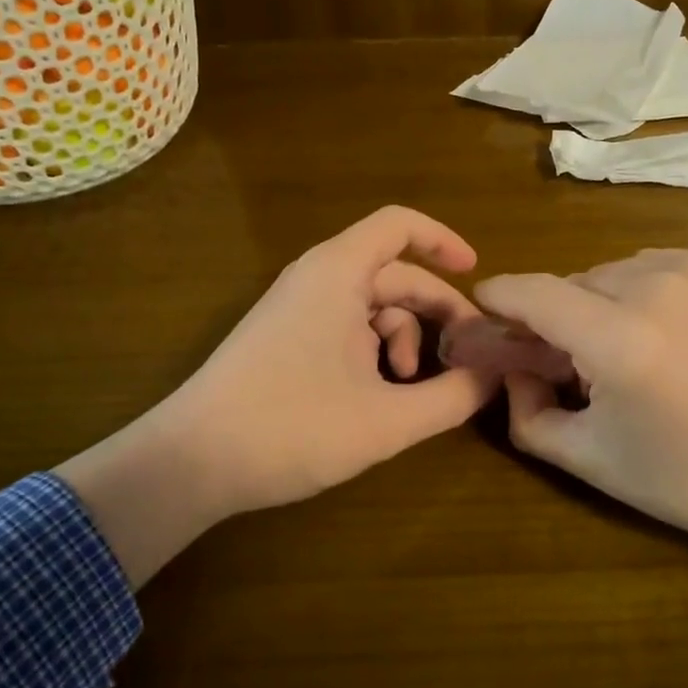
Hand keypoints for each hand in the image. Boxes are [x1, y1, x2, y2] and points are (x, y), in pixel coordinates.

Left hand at [60, 207, 499, 584]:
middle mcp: (317, 278)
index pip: (400, 225)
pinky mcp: (285, 337)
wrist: (191, 462)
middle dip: (436, 311)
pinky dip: (373, 352)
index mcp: (339, 273)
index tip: (477, 274)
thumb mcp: (387, 420)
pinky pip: (346, 326)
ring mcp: (297, 308)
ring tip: (409, 389)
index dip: (443, 241)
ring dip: (404, 340)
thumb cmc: (292, 427)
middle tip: (469, 354)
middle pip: (394, 274)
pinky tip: (377, 397)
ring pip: (372, 306)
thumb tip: (496, 377)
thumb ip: (452, 397)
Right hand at [472, 251, 687, 623]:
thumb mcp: (591, 459)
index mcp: (619, 339)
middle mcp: (654, 286)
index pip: (531, 292)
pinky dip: (638, 293)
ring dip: (597, 305)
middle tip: (563, 360)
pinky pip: (651, 268)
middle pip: (569, 285)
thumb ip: (527, 413)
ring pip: (609, 274)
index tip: (483, 311)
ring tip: (621, 351)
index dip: (497, 298)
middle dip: (552, 317)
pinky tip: (662, 334)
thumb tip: (512, 371)